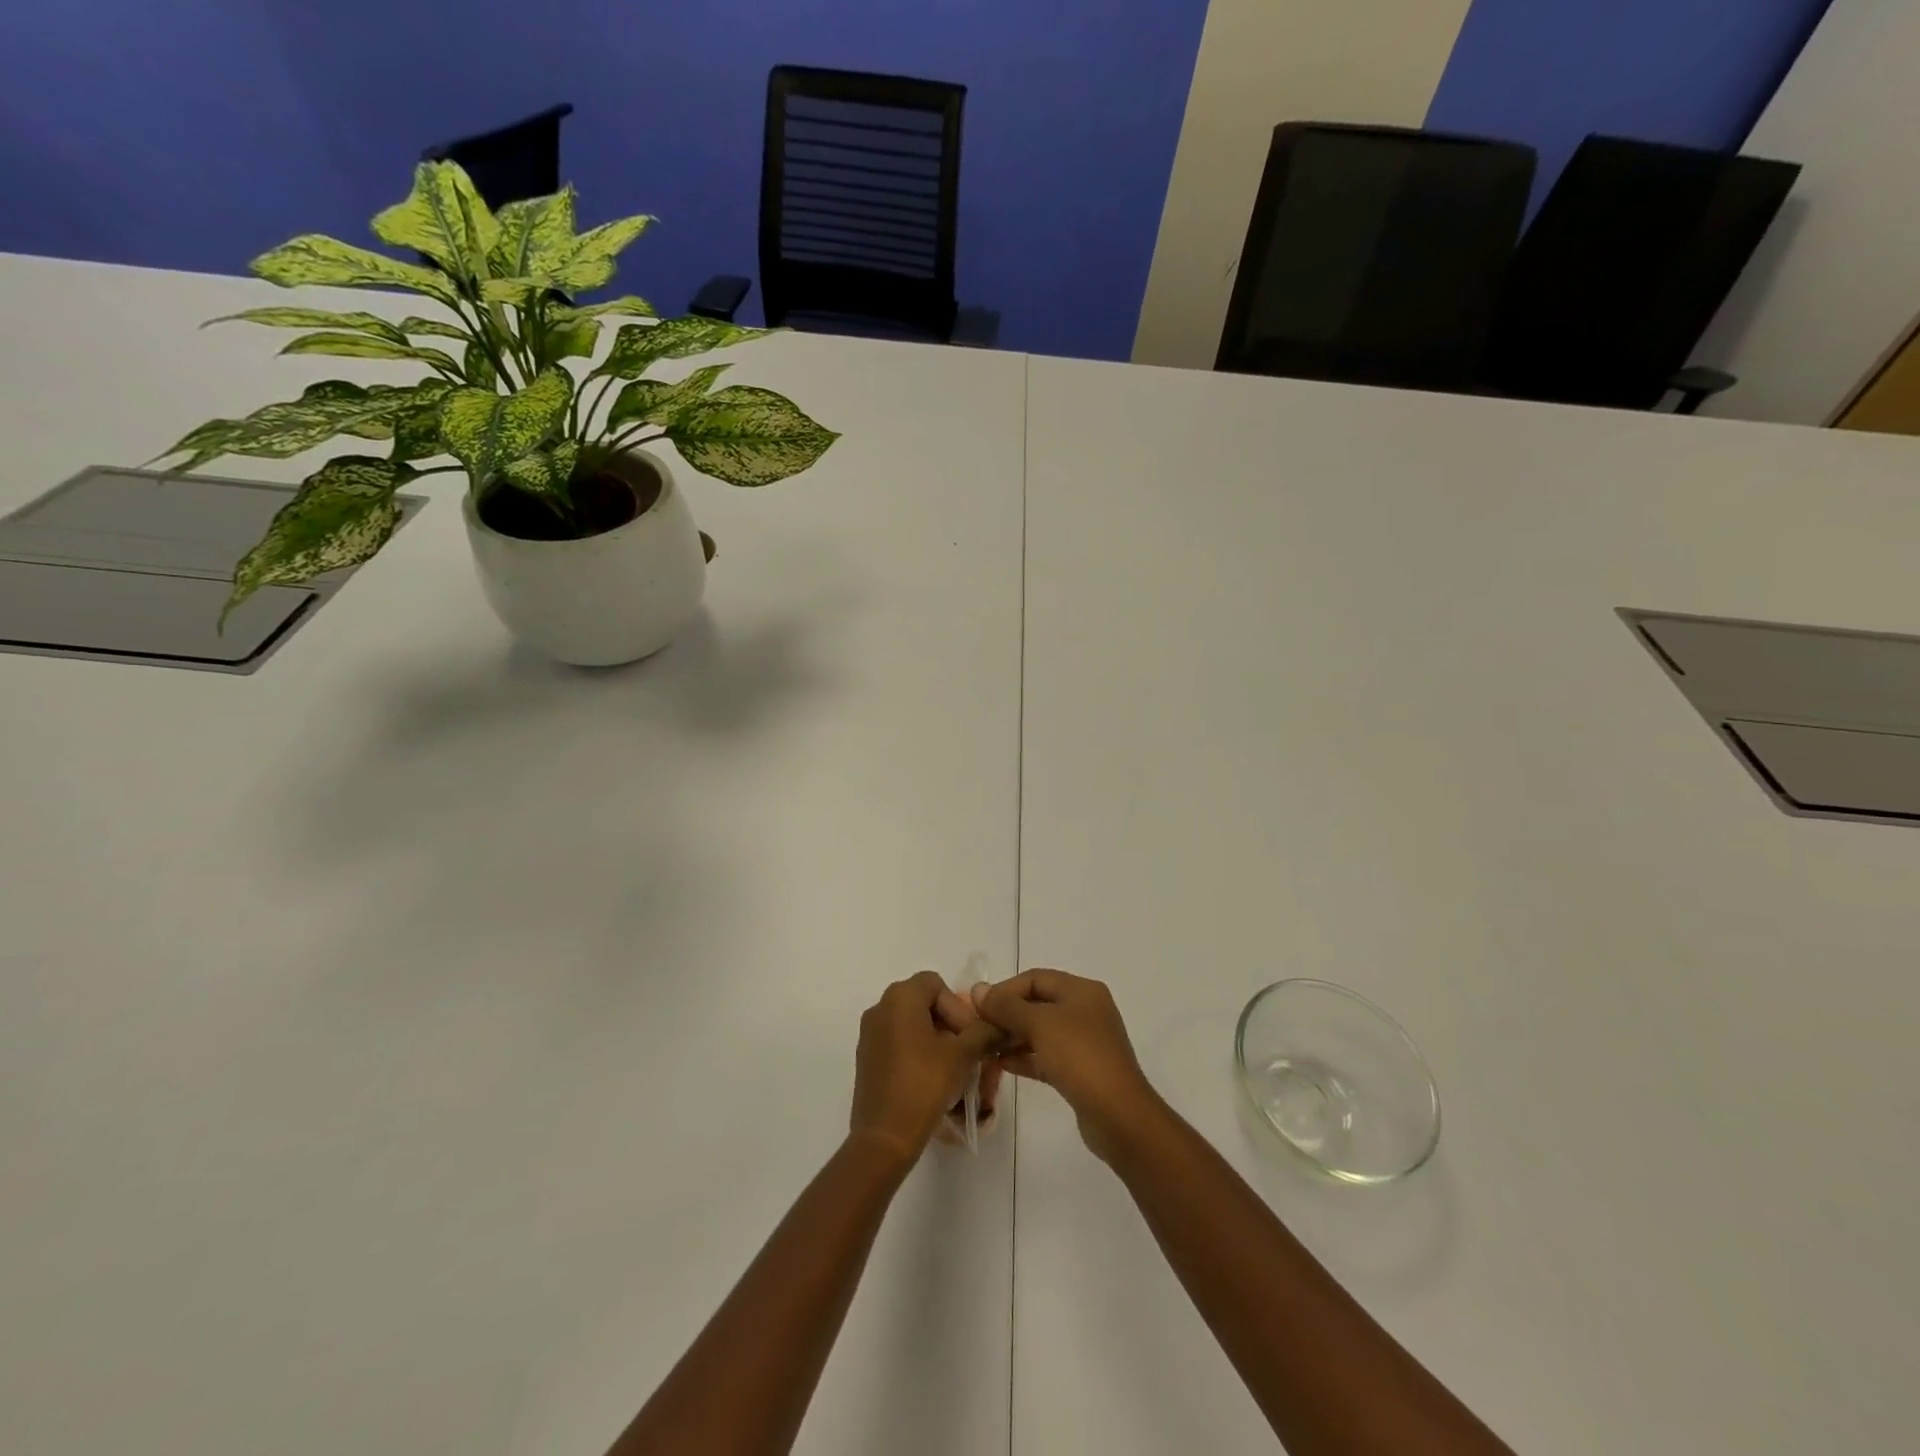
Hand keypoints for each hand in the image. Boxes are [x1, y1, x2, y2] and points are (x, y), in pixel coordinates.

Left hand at [850, 972, 999, 1163]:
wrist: (885, 1136)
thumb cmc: (924, 1085)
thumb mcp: (963, 1055)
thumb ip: (984, 1033)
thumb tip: (999, 1025)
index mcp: (900, 998)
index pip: (936, 985)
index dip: (957, 1007)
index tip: (969, 1037)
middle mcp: (880, 1008)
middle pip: (923, 1003)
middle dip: (950, 1024)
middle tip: (967, 1051)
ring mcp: (870, 1034)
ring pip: (912, 1025)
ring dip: (936, 1040)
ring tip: (954, 1068)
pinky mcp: (867, 1058)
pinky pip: (898, 1043)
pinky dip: (918, 1053)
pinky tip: (932, 1079)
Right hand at [974, 969, 1162, 1163]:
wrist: (1118, 1115)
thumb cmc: (1079, 1057)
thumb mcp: (1039, 1024)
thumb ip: (1006, 1006)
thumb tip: (978, 989)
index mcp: (1081, 991)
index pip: (1035, 978)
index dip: (1005, 990)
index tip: (978, 1008)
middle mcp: (1085, 1011)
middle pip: (1038, 1004)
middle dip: (1007, 1015)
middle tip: (978, 1030)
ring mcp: (1085, 1042)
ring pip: (1041, 1032)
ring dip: (1013, 1037)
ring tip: (985, 1048)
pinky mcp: (1081, 1071)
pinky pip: (1047, 1056)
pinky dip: (1025, 1057)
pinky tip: (1002, 1064)